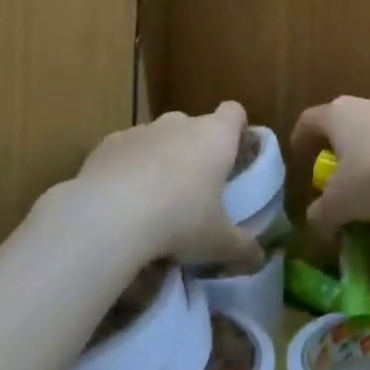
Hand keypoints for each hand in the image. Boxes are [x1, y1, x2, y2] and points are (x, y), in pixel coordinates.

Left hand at [75, 102, 262, 269]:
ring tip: (156, 202)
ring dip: (162, 160)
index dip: (236, 130)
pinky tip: (122, 201)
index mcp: (214, 137)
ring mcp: (143, 129)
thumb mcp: (218, 242)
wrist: (110, 214)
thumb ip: (242, 247)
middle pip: (195, 127)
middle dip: (196, 152)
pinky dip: (129, 168)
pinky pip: (127, 150)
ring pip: (160, 138)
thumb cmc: (179, 220)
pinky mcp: (110, 142)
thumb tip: (259, 256)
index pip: (234, 113)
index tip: (235, 155)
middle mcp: (180, 123)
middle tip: (196, 191)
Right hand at [291, 95, 369, 235]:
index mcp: (338, 114)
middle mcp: (367, 106)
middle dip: (342, 160)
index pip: (309, 121)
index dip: (300, 140)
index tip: (299, 159)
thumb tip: (313, 224)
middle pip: (346, 131)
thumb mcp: (341, 203)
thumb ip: (322, 215)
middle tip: (340, 188)